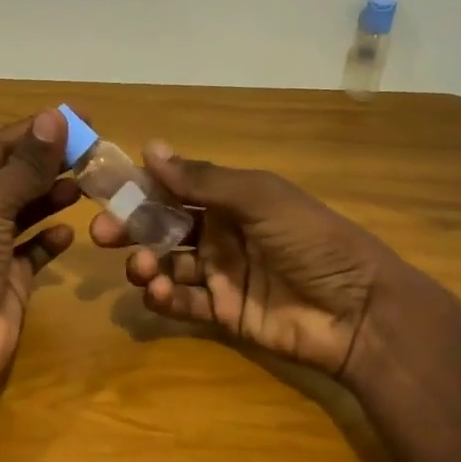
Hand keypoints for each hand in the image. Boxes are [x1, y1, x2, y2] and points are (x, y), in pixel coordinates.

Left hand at [0, 110, 79, 391]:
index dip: (37, 131)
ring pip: (25, 213)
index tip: (79, 118)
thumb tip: (55, 117)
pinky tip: (68, 232)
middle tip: (93, 153)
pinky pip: (33, 252)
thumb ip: (27, 164)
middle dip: (49, 164)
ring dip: (52, 198)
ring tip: (86, 185)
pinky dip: (50, 241)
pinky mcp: (7, 280)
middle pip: (14, 178)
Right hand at [91, 143, 395, 382]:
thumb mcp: (260, 198)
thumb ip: (203, 179)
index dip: (140, 187)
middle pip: (163, 227)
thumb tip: (150, 147)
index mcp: (231, 200)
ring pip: (168, 265)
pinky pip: (183, 304)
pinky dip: (164, 299)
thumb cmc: (311, 241)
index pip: (175, 188)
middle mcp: (221, 234)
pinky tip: (158, 293)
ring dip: (146, 264)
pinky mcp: (223, 314)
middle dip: (131, 228)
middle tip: (101, 234)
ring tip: (142, 268)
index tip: (105, 189)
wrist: (359, 310)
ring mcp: (221, 275)